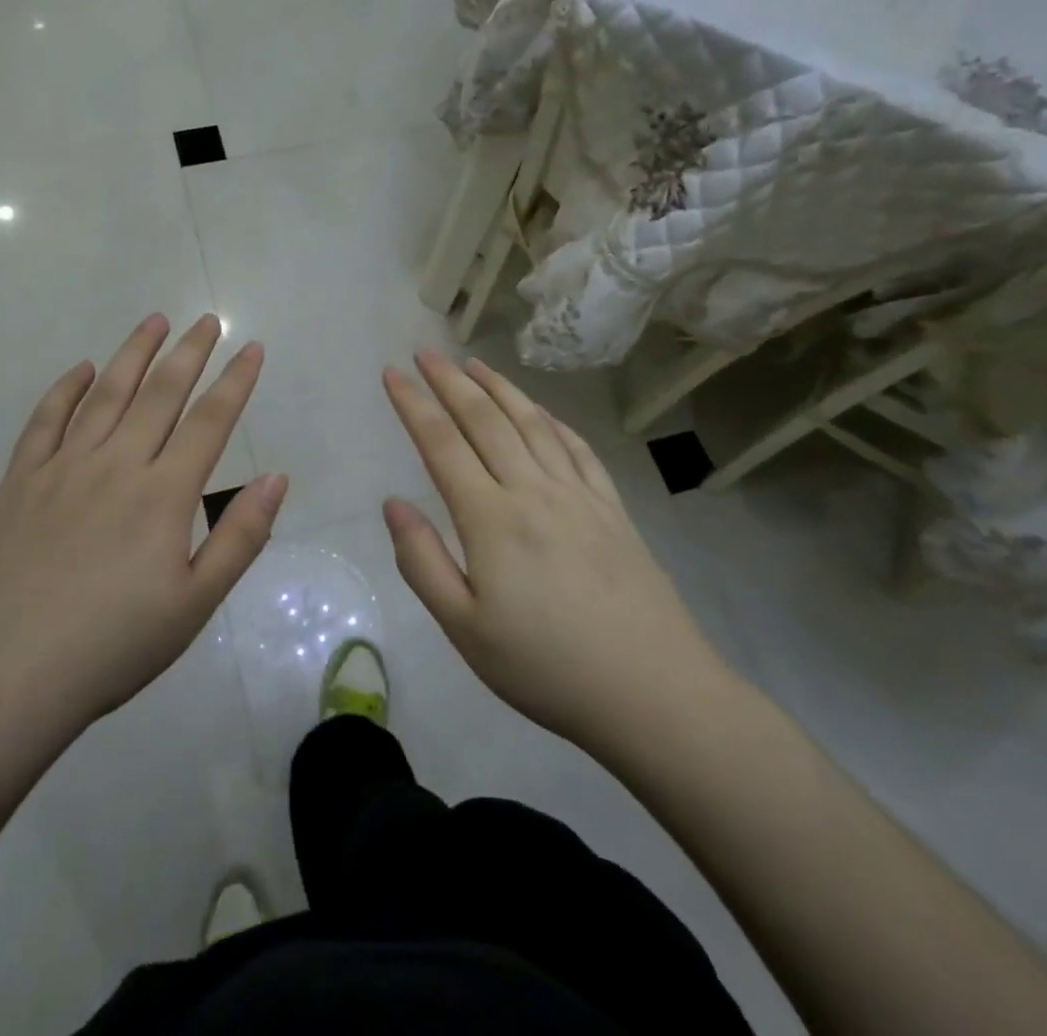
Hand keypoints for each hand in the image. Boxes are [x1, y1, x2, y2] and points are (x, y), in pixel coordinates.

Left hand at [0, 314, 285, 736]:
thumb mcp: (194, 605)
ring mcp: (62, 468)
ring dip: (133, 353)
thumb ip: (239, 537)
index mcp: (163, 494)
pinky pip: (45, 420)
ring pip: (106, 394)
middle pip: (160, 394)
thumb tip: (276, 477)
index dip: (235, 381)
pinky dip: (66, 389)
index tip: (252, 348)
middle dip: (189, 353)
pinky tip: (82, 370)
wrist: (5, 678)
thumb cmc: (112, 647)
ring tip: (154, 321)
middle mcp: (116, 464)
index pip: (209, 421)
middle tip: (208, 320)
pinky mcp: (20, 481)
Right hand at [381, 351, 729, 754]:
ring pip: (532, 423)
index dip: (413, 404)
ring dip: (500, 387)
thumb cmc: (547, 667)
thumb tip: (393, 503)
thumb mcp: (464, 629)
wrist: (654, 694)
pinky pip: (578, 449)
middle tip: (425, 352)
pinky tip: (541, 413)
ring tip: (474, 363)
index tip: (392, 372)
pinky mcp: (613, 509)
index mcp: (491, 518)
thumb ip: (422, 561)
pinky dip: (552, 420)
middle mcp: (533, 490)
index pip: (442, 443)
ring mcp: (579, 495)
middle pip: (485, 419)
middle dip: (450, 381)